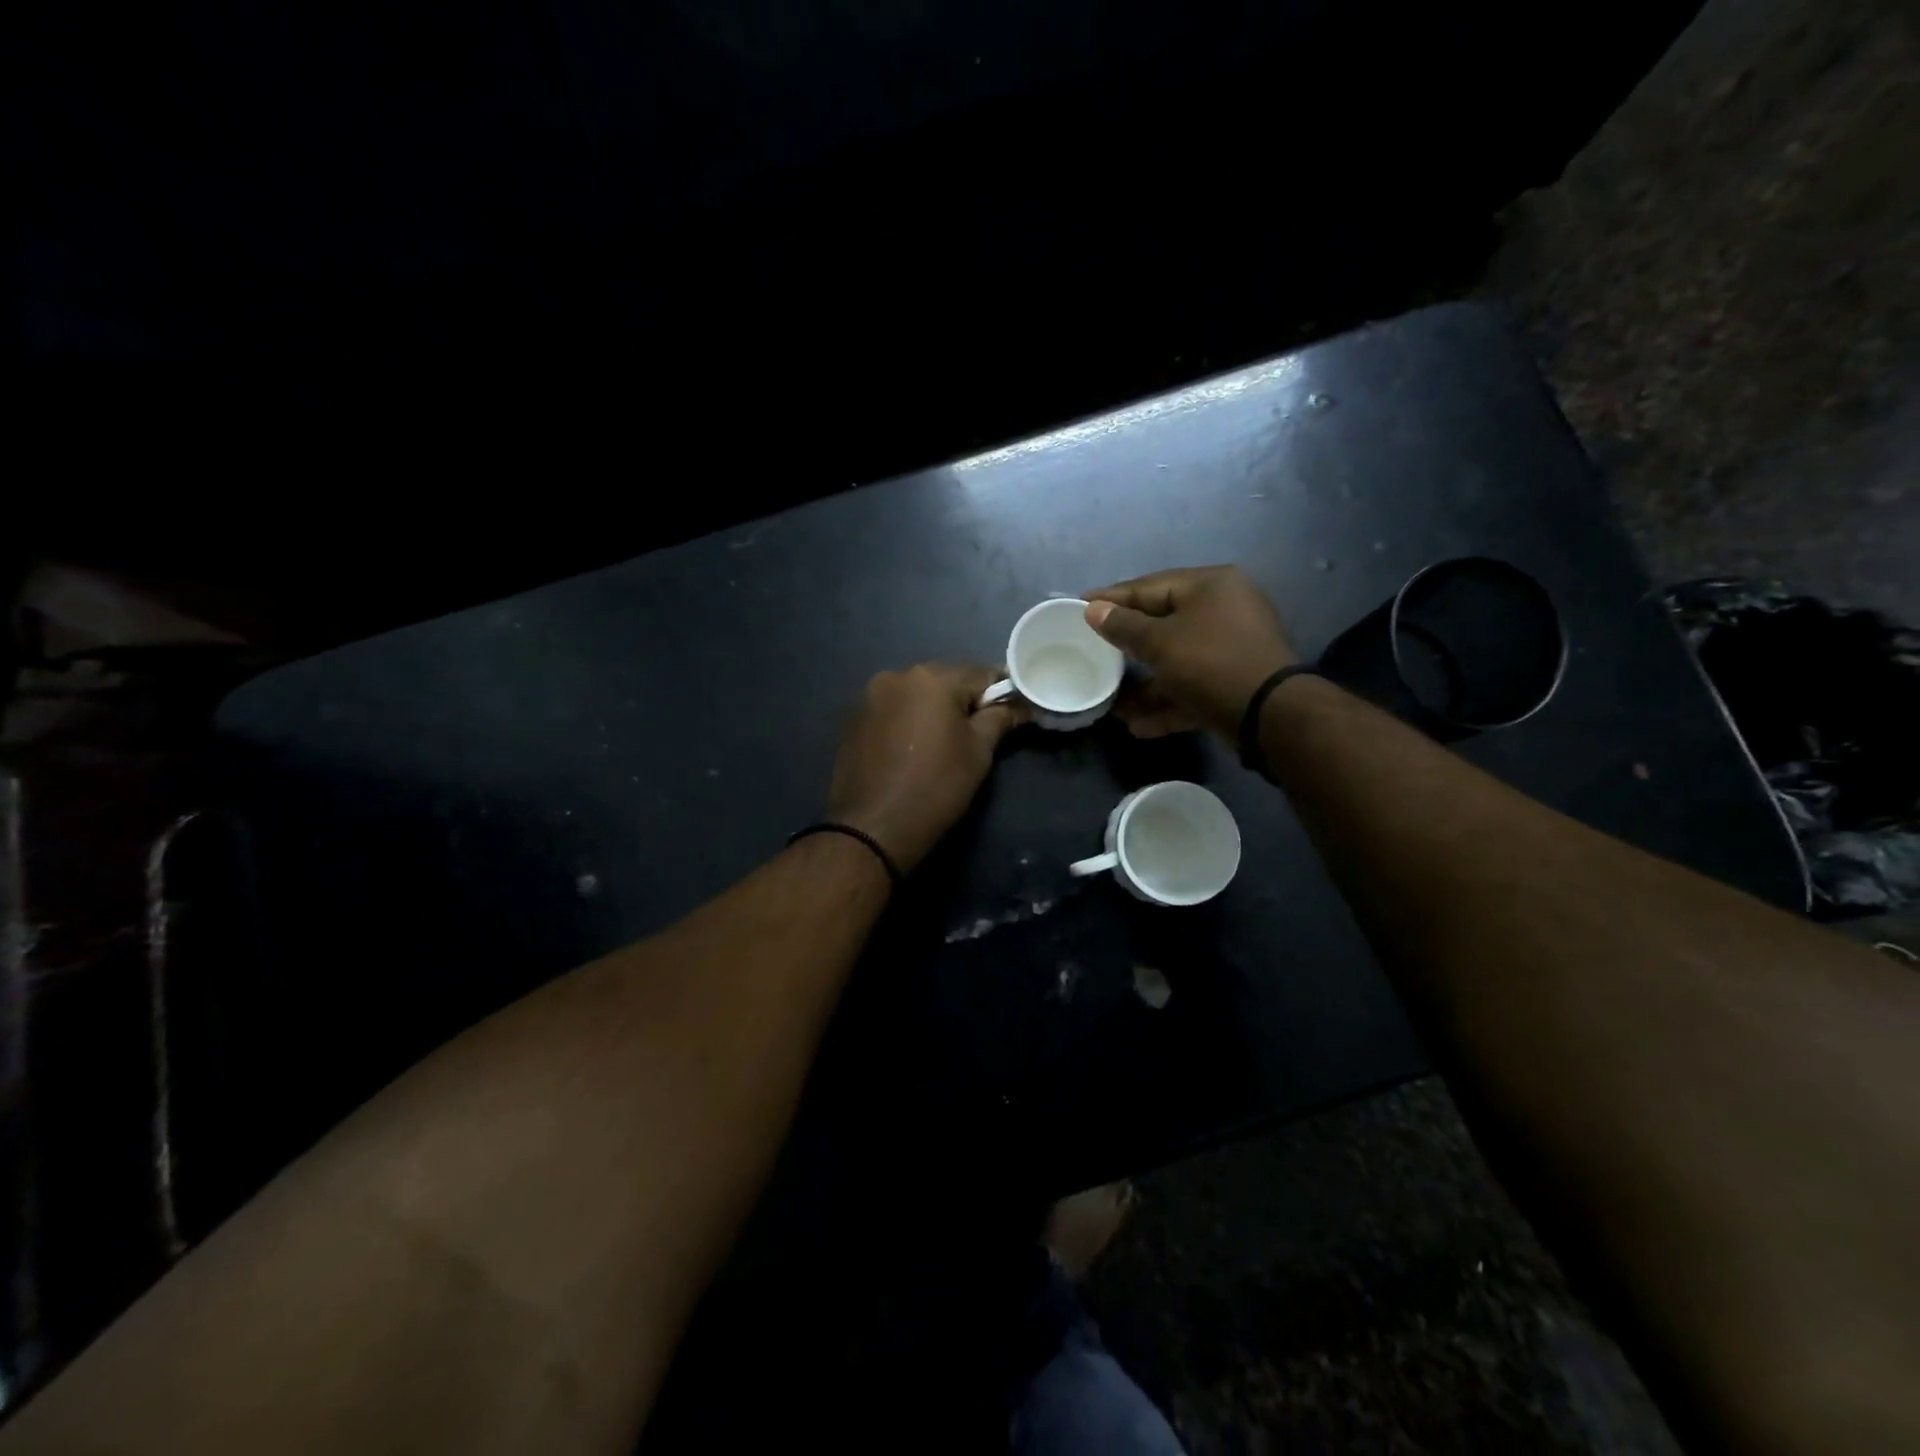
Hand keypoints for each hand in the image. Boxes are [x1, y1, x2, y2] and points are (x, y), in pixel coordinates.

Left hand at [826, 662, 1027, 871]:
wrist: (873, 828)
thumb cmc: (936, 787)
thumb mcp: (978, 752)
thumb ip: (1000, 718)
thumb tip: (1020, 704)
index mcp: (931, 677)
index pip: (981, 673)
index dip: (1002, 692)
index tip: (1013, 712)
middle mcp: (896, 675)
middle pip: (945, 680)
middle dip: (965, 701)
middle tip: (979, 732)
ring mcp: (869, 696)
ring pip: (916, 694)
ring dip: (933, 710)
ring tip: (943, 743)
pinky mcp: (853, 719)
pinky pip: (893, 710)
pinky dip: (908, 721)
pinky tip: (913, 748)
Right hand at [1084, 566, 1296, 739]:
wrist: (1270, 716)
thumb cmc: (1210, 663)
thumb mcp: (1160, 642)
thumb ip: (1123, 626)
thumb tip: (1093, 609)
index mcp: (1210, 586)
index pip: (1149, 586)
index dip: (1112, 598)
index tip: (1078, 606)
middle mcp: (1224, 610)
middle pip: (1162, 624)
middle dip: (1126, 647)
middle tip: (1091, 651)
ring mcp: (1230, 649)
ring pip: (1176, 661)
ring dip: (1145, 684)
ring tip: (1113, 703)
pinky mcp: (1232, 683)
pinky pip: (1191, 688)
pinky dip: (1167, 703)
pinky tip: (1138, 726)